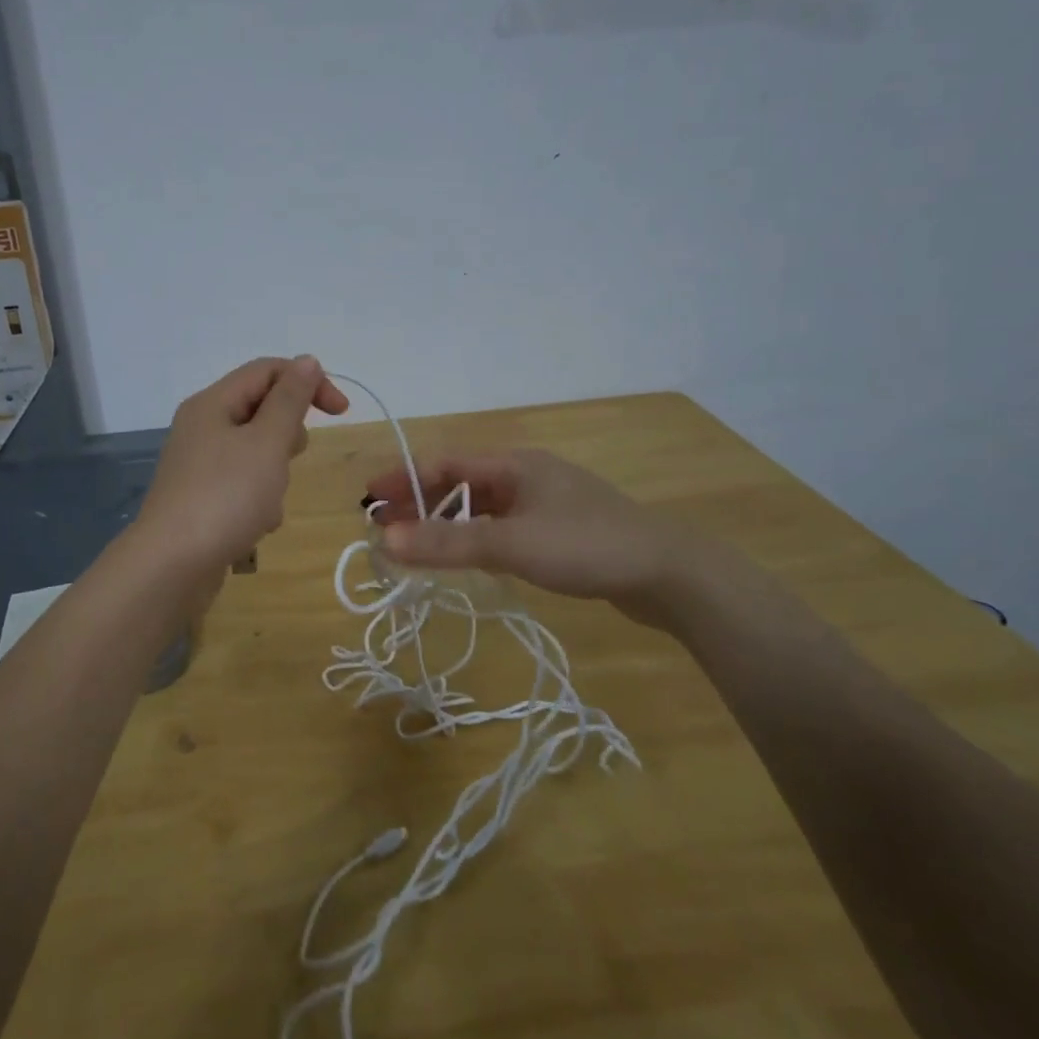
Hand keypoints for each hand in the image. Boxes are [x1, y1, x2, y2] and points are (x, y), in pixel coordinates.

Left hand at [137, 356, 348, 573]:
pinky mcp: (202, 499)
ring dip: (275, 474)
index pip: (267, 371)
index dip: (308, 381)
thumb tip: (307, 361)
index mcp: (213, 404)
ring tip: (269, 501)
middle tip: (290, 458)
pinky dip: (258, 501)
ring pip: (256, 453)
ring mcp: (199, 465)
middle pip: (260, 410)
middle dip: (288, 434)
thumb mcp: (266, 442)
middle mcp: (202, 428)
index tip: (341, 412)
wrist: (171, 567)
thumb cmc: (225, 497)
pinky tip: (256, 525)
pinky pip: (243, 486)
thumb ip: (290, 400)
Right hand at [367, 449, 726, 625]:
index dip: (403, 479)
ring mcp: (546, 504)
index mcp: (514, 464)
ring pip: (482, 509)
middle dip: (420, 504)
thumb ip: (446, 543)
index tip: (368, 500)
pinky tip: (466, 559)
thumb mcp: (510, 544)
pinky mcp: (561, 533)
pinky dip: (476, 539)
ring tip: (415, 547)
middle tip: (384, 530)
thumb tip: (384, 540)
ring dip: (447, 524)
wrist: (670, 574)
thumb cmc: (586, 546)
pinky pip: (503, 528)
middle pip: (460, 485)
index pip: (444, 465)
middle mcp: (527, 476)